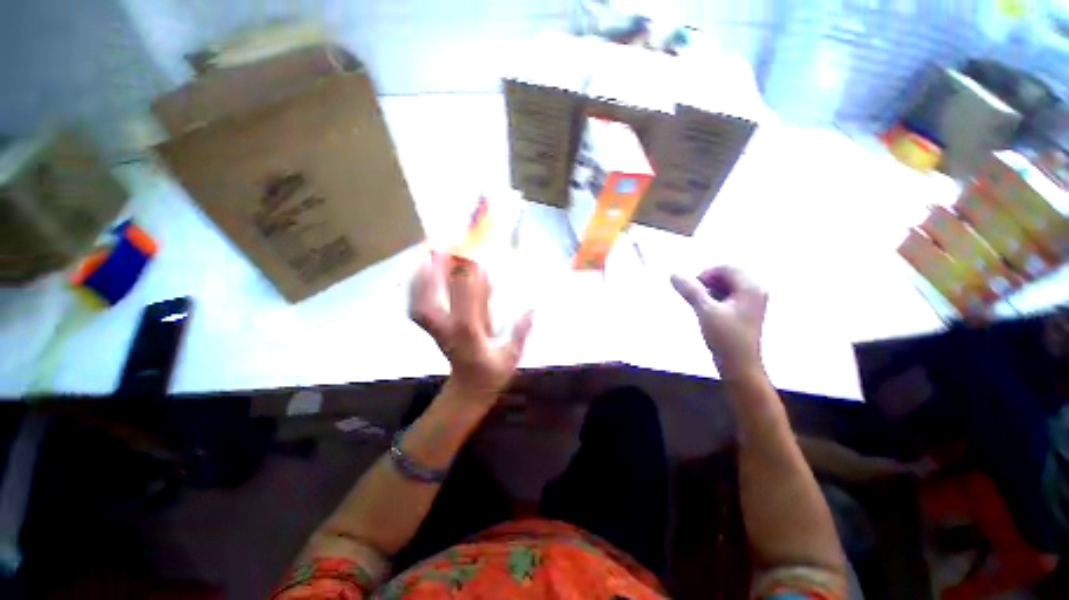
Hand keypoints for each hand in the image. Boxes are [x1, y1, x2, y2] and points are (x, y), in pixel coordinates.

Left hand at [409, 252, 532, 398]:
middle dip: (435, 279)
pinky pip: (417, 308)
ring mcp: (437, 331)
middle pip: (433, 306)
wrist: (468, 389)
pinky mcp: (433, 329)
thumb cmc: (492, 373)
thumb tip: (532, 308)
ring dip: (421, 280)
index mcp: (470, 338)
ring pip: (420, 306)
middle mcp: (449, 332)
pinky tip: (421, 271)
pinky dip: (415, 288)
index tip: (473, 259)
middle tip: (441, 249)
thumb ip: (520, 333)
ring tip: (429, 253)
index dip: (468, 283)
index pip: (466, 308)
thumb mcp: (511, 357)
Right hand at [671, 266, 767, 379]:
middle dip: (708, 282)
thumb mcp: (705, 311)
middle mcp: (755, 291)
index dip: (706, 274)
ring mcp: (751, 302)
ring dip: (710, 290)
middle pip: (727, 274)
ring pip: (727, 285)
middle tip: (696, 296)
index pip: (726, 267)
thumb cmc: (726, 338)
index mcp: (751, 287)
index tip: (693, 288)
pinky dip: (715, 298)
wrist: (739, 366)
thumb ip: (690, 291)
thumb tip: (674, 274)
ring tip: (701, 305)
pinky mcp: (745, 312)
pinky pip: (729, 296)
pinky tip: (708, 311)